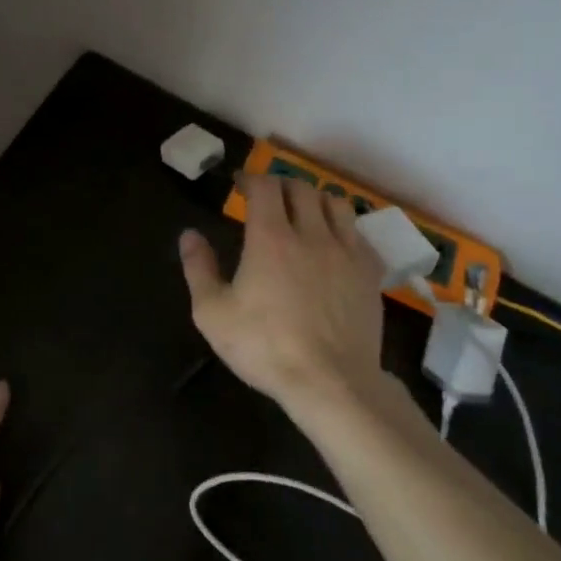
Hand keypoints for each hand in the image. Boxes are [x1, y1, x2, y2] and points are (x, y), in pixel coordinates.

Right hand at [179, 175, 386, 415]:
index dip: (250, 178)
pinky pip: (360, 234)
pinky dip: (344, 229)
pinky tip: (335, 245)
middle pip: (301, 188)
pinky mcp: (370, 273)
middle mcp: (311, 233)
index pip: (264, 186)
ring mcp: (346, 251)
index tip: (240, 185)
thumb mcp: (213, 313)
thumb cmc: (264, 347)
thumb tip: (189, 235)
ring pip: (335, 203)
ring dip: (315, 200)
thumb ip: (199, 268)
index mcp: (270, 237)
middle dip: (281, 186)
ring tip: (304, 214)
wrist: (330, 382)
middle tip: (268, 198)